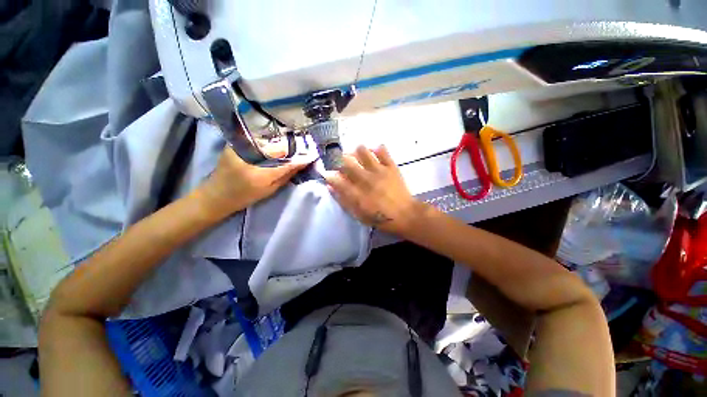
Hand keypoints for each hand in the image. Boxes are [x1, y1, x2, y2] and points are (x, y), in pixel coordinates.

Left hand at [199, 147, 309, 216]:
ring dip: (281, 143)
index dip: (300, 158)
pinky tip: (275, 145)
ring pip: (268, 140)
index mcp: (260, 174)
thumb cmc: (245, 196)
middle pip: (278, 147)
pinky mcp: (235, 143)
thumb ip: (286, 175)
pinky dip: (270, 141)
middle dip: (292, 147)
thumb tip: (301, 164)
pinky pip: (259, 139)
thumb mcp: (269, 190)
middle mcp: (250, 156)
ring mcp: (240, 146)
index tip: (311, 155)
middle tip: (303, 148)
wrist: (216, 194)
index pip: (286, 162)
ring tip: (291, 146)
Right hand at [324, 145, 423, 234]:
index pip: (336, 178)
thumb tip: (330, 186)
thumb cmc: (380, 218)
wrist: (405, 215)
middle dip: (338, 159)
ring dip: (356, 152)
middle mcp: (365, 179)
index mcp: (356, 193)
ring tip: (357, 156)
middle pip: (346, 161)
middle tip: (340, 162)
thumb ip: (343, 200)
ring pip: (362, 151)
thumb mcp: (358, 215)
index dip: (328, 173)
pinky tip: (374, 152)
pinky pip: (382, 150)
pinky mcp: (391, 166)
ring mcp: (379, 170)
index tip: (326, 172)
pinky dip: (376, 149)